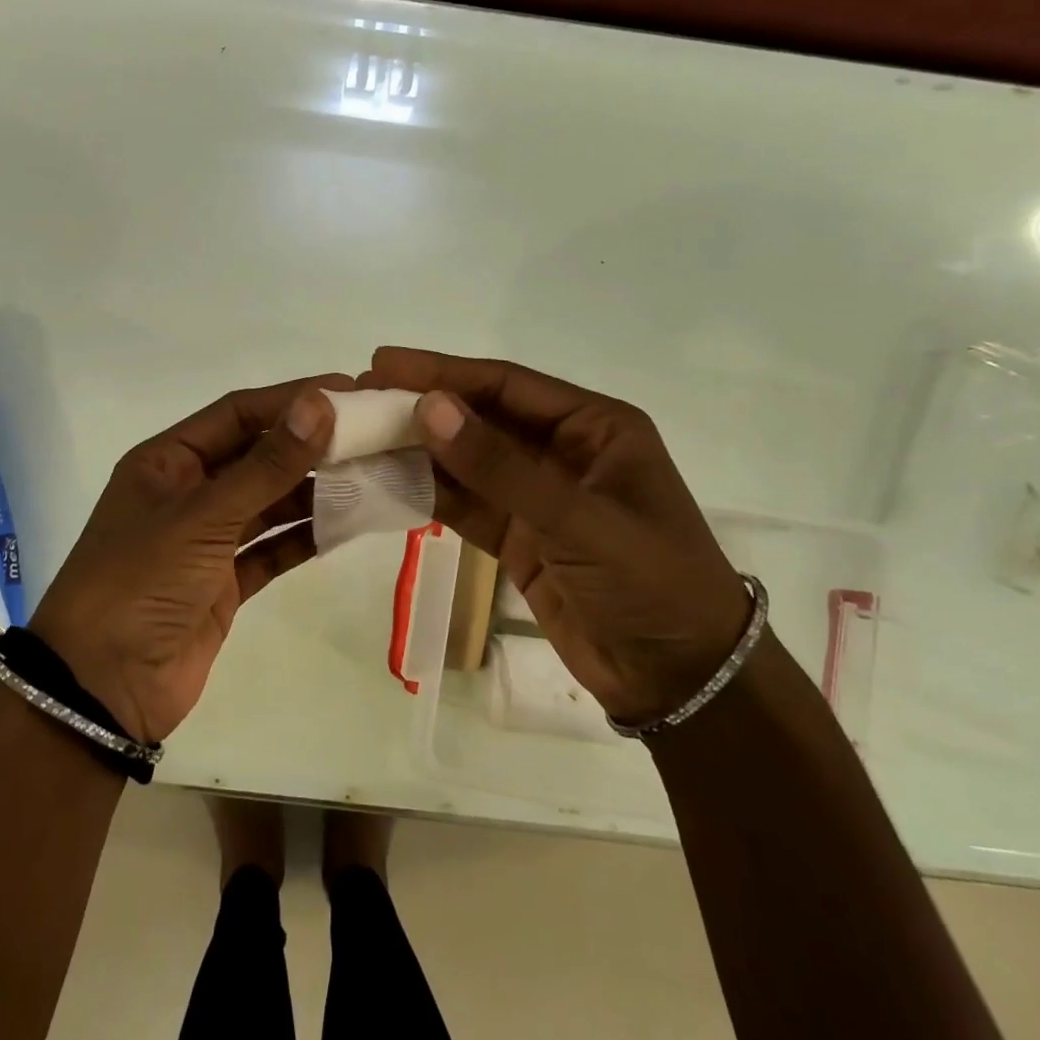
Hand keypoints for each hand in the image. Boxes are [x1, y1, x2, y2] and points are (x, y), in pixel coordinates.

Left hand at [29, 376, 348, 743]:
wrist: (102, 688)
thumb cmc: (140, 583)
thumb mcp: (202, 517)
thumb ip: (265, 466)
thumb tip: (319, 405)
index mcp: (168, 462)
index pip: (238, 413)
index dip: (291, 399)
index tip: (348, 391)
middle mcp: (188, 492)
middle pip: (258, 456)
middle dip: (311, 445)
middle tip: (373, 435)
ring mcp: (207, 540)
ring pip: (269, 502)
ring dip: (314, 491)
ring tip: (371, 476)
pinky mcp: (224, 583)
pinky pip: (272, 549)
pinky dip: (304, 538)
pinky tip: (345, 526)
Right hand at [360, 348, 748, 726]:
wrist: (680, 677)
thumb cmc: (650, 582)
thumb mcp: (578, 519)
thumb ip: (499, 466)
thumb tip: (429, 407)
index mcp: (594, 426)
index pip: (506, 385)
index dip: (444, 371)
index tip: (383, 362)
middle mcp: (563, 451)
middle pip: (480, 418)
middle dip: (423, 407)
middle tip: (359, 398)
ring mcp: (538, 497)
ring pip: (467, 462)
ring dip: (418, 451)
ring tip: (359, 438)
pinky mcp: (519, 537)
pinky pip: (466, 504)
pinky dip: (429, 494)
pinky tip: (387, 482)